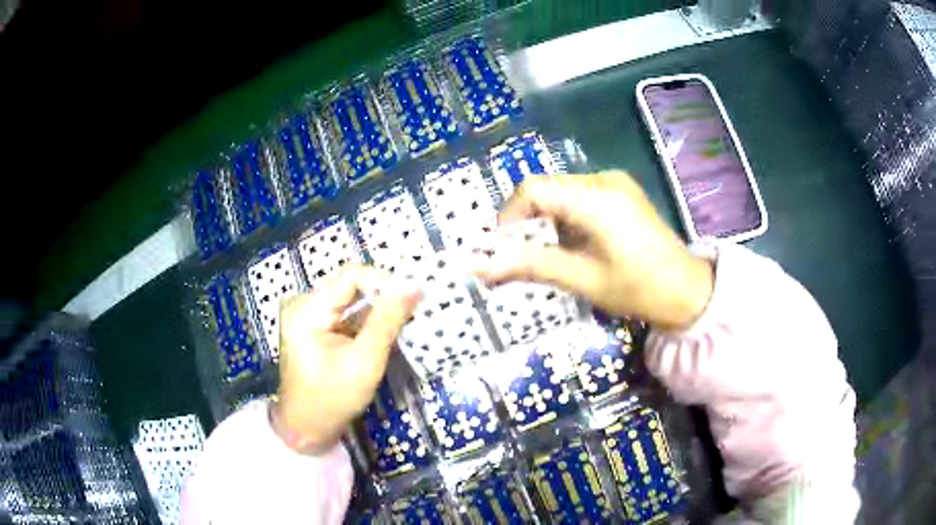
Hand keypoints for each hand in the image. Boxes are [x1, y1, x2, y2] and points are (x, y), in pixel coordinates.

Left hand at [270, 266, 419, 454]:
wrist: (307, 428)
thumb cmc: (333, 399)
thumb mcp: (365, 361)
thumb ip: (388, 320)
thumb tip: (414, 284)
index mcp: (307, 310)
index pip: (350, 276)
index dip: (383, 281)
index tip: (412, 299)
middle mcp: (303, 304)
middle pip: (349, 285)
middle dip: (382, 296)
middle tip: (412, 310)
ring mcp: (307, 315)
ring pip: (350, 299)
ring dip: (376, 308)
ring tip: (402, 321)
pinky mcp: (314, 326)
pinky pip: (344, 312)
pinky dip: (365, 320)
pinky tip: (382, 332)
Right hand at [472, 172, 713, 329]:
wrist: (687, 291)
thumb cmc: (638, 289)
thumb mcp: (582, 280)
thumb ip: (531, 266)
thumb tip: (479, 267)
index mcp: (596, 198)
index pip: (533, 189)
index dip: (509, 217)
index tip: (502, 250)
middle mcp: (603, 179)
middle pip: (546, 189)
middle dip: (526, 222)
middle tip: (520, 258)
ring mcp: (614, 183)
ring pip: (560, 192)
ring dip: (545, 221)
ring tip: (550, 255)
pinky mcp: (620, 192)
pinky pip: (578, 196)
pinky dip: (564, 218)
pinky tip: (573, 245)